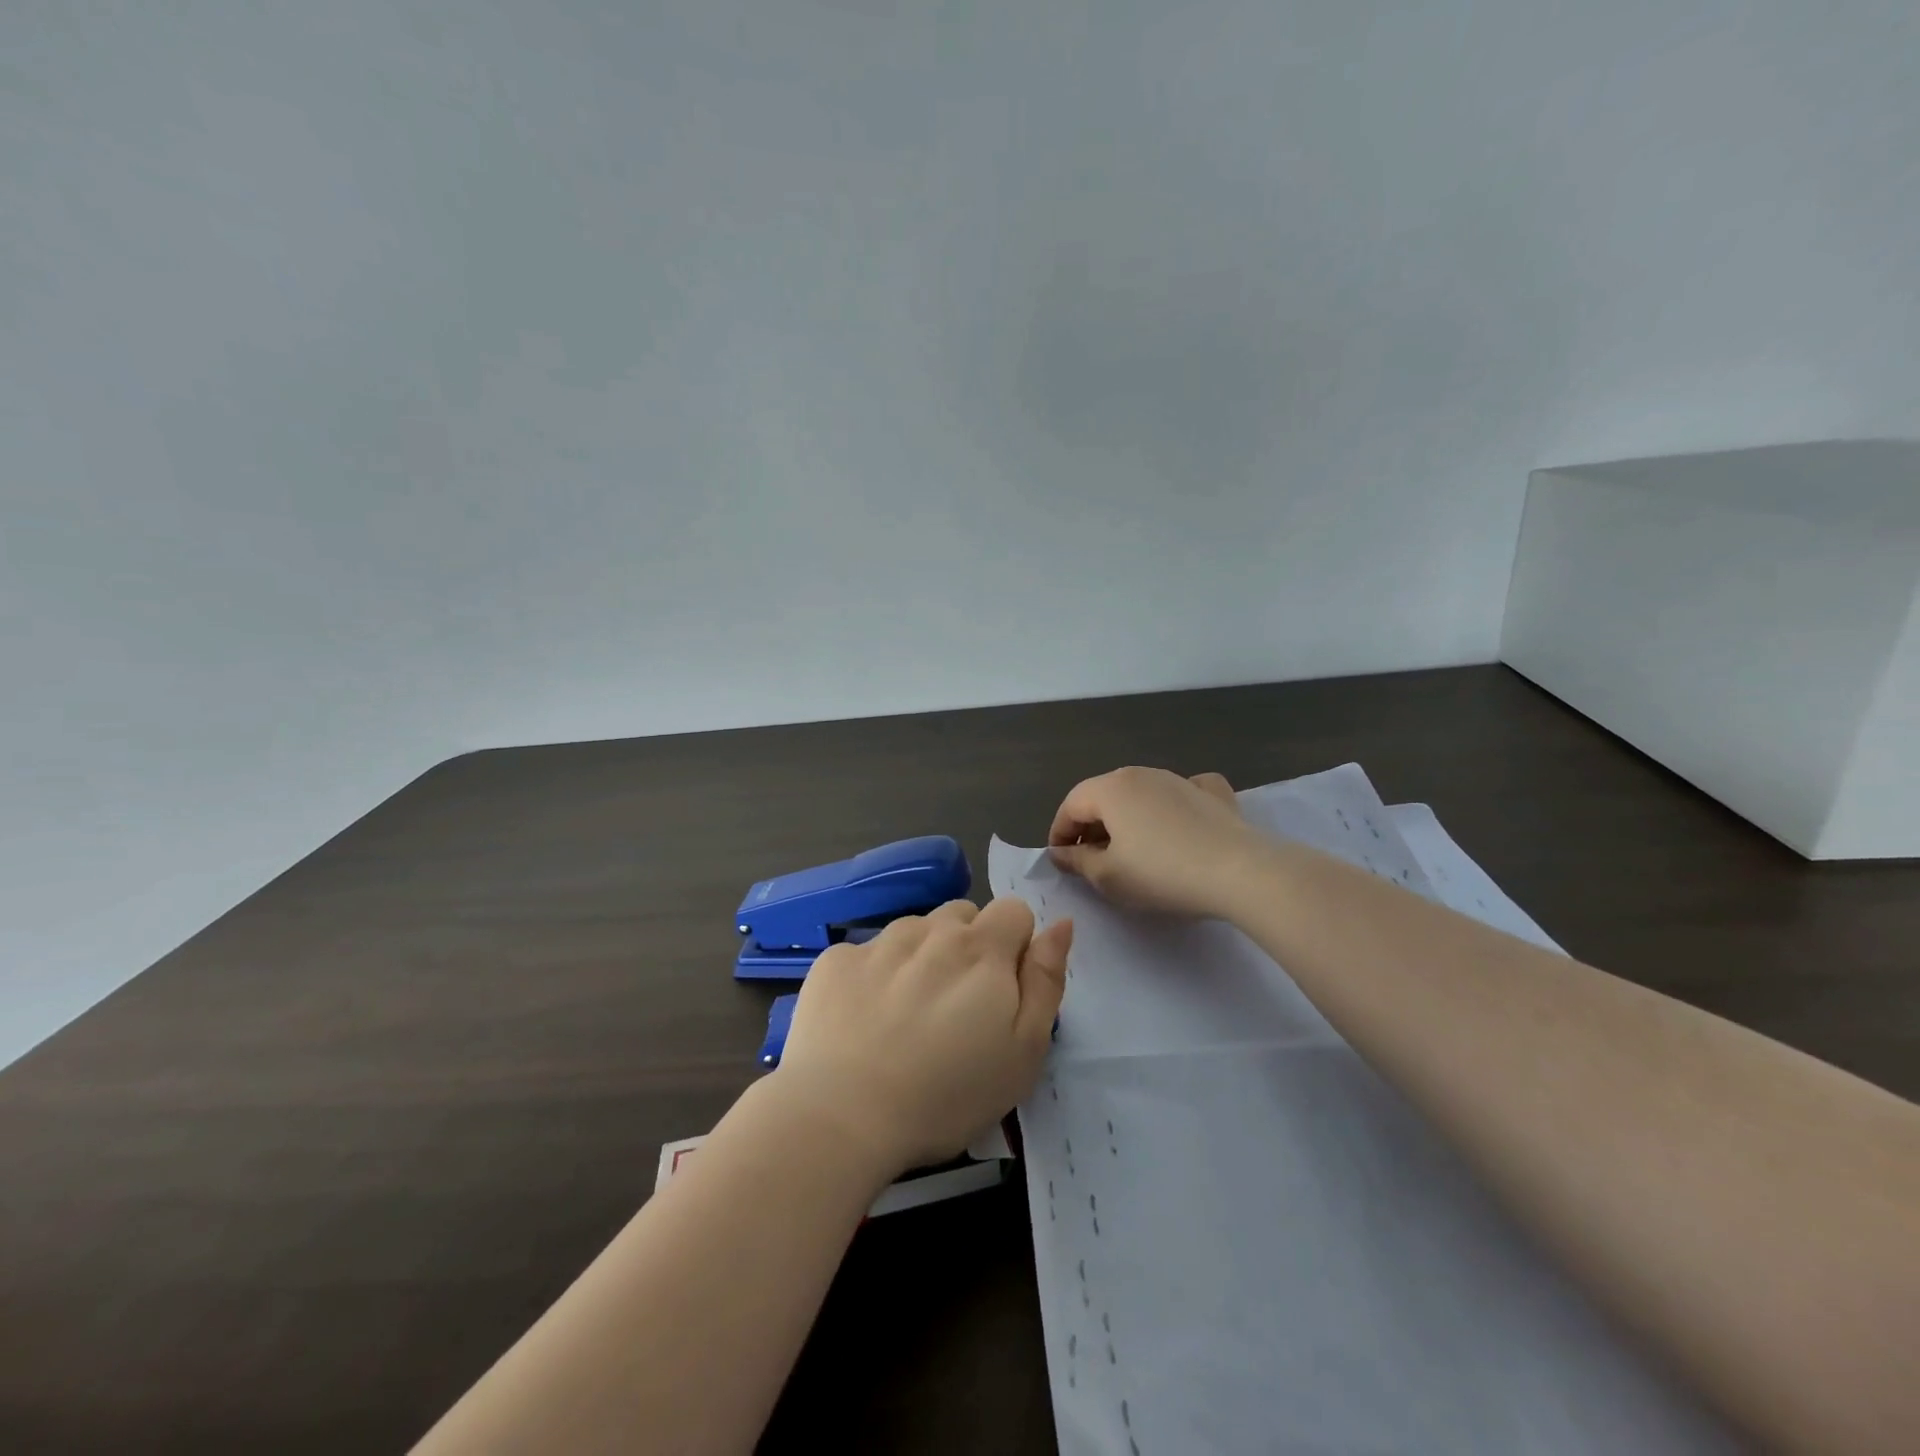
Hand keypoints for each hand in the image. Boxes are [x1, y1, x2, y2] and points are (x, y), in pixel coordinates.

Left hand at [773, 898, 1072, 1174]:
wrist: (841, 1116)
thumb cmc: (948, 1095)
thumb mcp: (1023, 1051)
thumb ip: (1045, 981)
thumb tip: (1060, 923)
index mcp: (981, 949)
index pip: (1014, 911)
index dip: (1016, 946)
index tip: (1002, 991)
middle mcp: (930, 931)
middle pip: (963, 915)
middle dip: (969, 947)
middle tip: (957, 1007)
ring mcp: (878, 942)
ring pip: (915, 930)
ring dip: (923, 956)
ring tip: (909, 1015)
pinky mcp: (836, 961)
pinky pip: (868, 953)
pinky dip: (874, 975)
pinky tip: (864, 1020)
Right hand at [1047, 766, 1260, 917]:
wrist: (1239, 872)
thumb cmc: (1161, 874)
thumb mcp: (1108, 877)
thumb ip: (1077, 861)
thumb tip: (1061, 852)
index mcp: (1110, 788)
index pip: (1071, 805)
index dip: (1059, 832)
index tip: (1060, 861)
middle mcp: (1141, 774)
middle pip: (1103, 795)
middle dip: (1091, 825)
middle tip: (1090, 860)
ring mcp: (1179, 779)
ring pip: (1140, 794)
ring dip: (1127, 818)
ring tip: (1130, 850)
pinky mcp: (1211, 793)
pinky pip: (1180, 793)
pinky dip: (1171, 805)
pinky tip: (1178, 822)